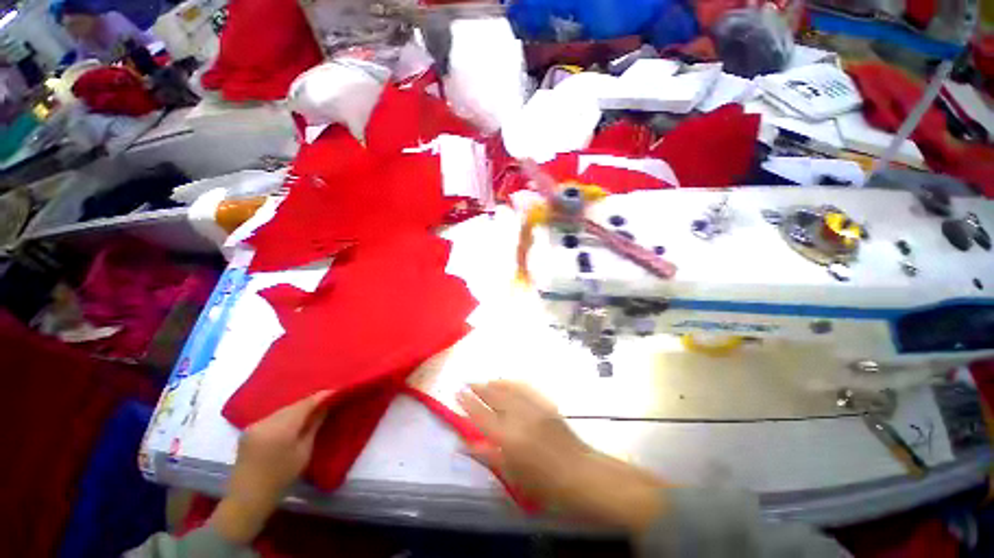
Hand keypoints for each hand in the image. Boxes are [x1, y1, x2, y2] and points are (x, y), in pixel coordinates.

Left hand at [210, 391, 331, 543]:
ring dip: (297, 409)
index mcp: (282, 428)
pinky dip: (285, 416)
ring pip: (283, 410)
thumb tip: (324, 407)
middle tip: (326, 401)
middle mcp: (266, 421)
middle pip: (293, 405)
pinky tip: (292, 421)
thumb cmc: (281, 477)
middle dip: (310, 402)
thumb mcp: (304, 452)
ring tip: (311, 411)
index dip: (321, 396)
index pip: (305, 404)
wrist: (247, 497)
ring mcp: (255, 425)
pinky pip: (273, 417)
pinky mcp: (249, 430)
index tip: (336, 391)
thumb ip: (313, 426)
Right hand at [457, 381, 664, 532]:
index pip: (482, 415)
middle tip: (467, 381)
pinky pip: (527, 388)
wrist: (582, 474)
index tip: (458, 392)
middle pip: (495, 397)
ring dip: (494, 383)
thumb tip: (467, 444)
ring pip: (509, 389)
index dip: (468, 403)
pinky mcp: (546, 404)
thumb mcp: (513, 476)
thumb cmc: (546, 485)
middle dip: (479, 388)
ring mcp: (534, 408)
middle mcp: (519, 417)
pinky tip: (508, 381)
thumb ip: (489, 456)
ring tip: (484, 380)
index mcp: (508, 438)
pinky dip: (514, 383)